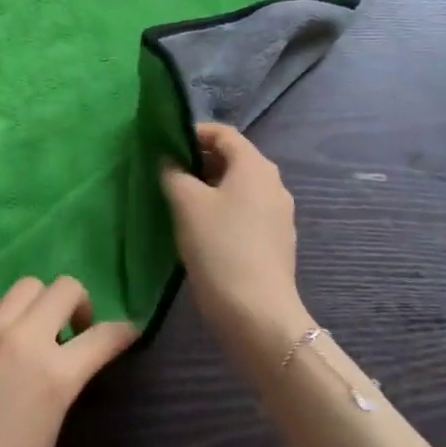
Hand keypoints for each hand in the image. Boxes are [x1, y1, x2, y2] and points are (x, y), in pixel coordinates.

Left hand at [0, 277, 136, 446]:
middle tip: (72, 329)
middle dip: (78, 304)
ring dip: (38, 304)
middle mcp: (23, 339)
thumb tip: (68, 360)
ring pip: (26, 286)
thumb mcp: (48, 432)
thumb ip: (62, 385)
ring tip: (29, 331)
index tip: (128, 331)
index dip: (122, 331)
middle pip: (65, 288)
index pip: (102, 337)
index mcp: (54, 375)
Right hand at [160, 124, 310, 367]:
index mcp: (255, 166)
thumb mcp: (186, 203)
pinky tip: (203, 230)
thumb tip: (169, 161)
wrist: (257, 314)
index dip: (194, 133)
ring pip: (240, 187)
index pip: (224, 133)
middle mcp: (274, 183)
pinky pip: (247, 212)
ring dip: (211, 188)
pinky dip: (224, 210)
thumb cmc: (220, 247)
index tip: (166, 145)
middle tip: (169, 174)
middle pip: (234, 159)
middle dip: (200, 162)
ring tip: (180, 202)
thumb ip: (173, 173)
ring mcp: (279, 214)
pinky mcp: (277, 241)